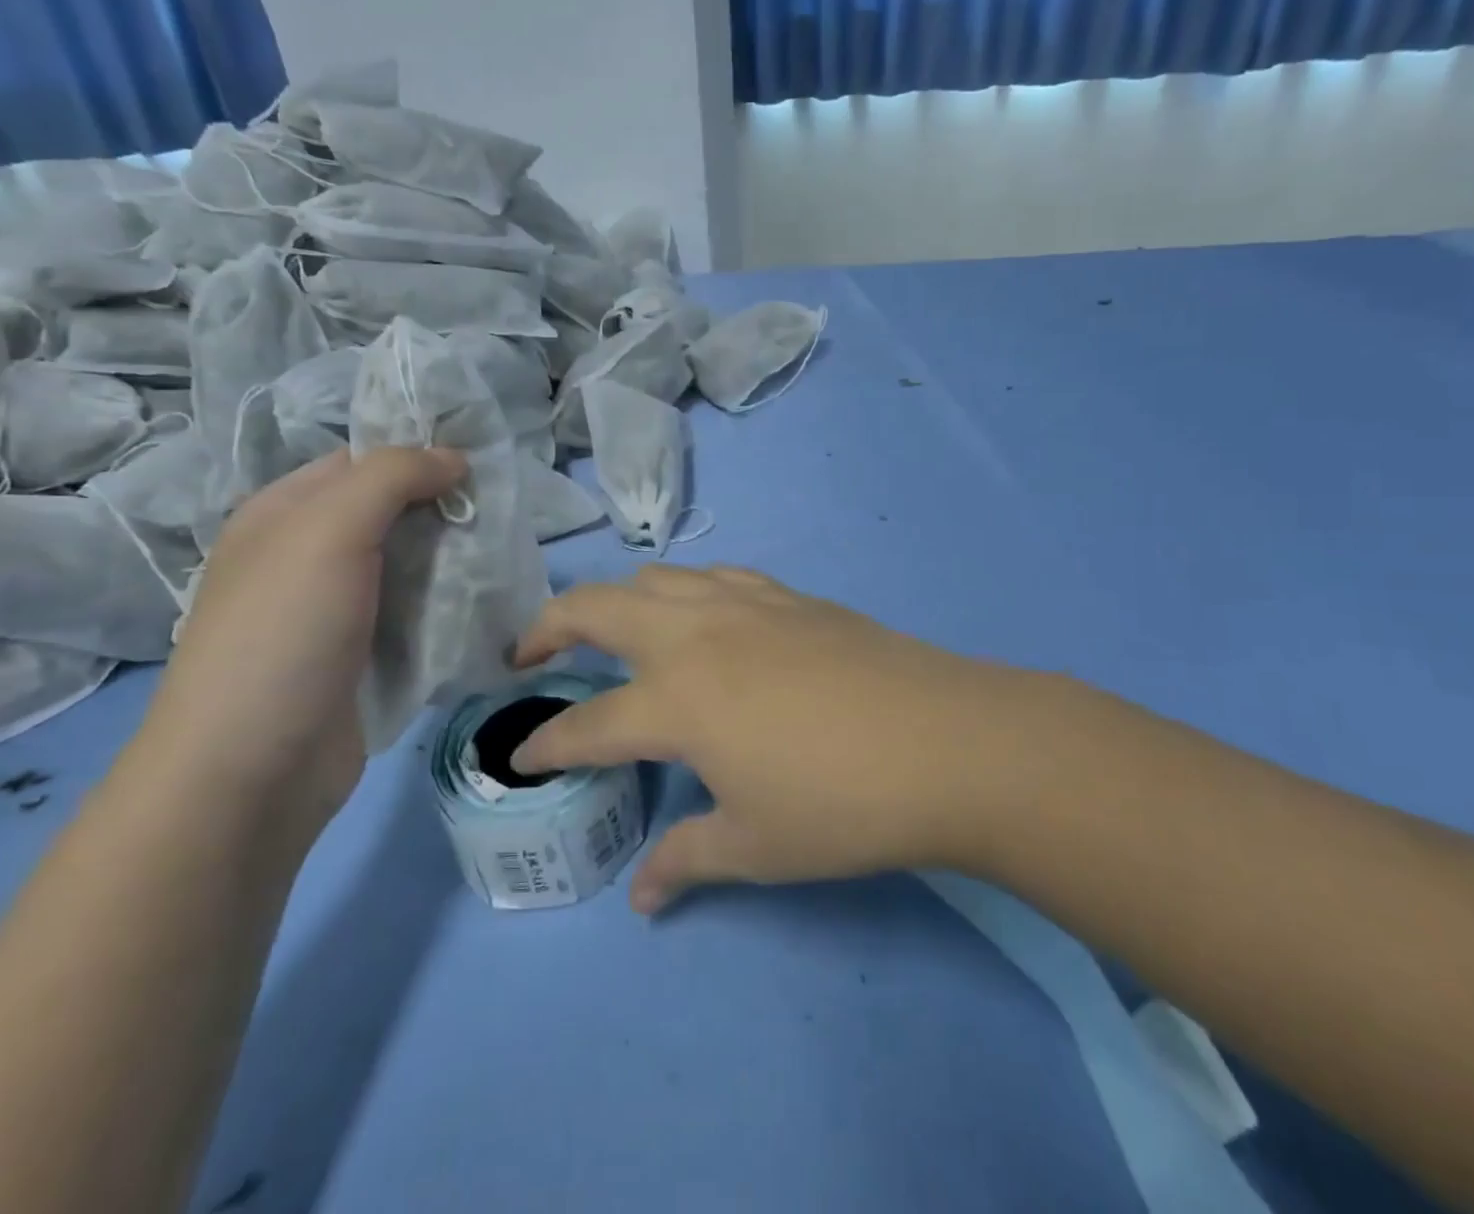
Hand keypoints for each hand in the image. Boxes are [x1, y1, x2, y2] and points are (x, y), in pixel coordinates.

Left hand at [145, 447, 466, 820]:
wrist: (252, 772)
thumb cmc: (283, 634)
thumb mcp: (329, 531)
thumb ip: (392, 477)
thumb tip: (453, 457)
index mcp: (285, 513)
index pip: (361, 461)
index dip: (419, 453)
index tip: (481, 463)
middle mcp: (309, 555)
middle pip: (392, 512)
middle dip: (445, 508)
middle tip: (503, 512)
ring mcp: (338, 609)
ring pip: (410, 564)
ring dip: (455, 558)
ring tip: (505, 554)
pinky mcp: (366, 656)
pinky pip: (417, 613)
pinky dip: (450, 605)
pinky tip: (487, 601)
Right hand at [511, 565, 1041, 911]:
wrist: (948, 742)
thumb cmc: (843, 804)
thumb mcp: (756, 847)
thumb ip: (687, 860)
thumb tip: (642, 898)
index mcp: (675, 701)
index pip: (586, 724)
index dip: (548, 744)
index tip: (525, 756)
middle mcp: (693, 636)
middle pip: (595, 608)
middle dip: (547, 627)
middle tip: (529, 655)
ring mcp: (741, 604)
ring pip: (653, 578)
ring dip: (617, 600)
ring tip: (613, 632)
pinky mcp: (785, 595)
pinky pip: (712, 576)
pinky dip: (683, 591)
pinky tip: (700, 619)